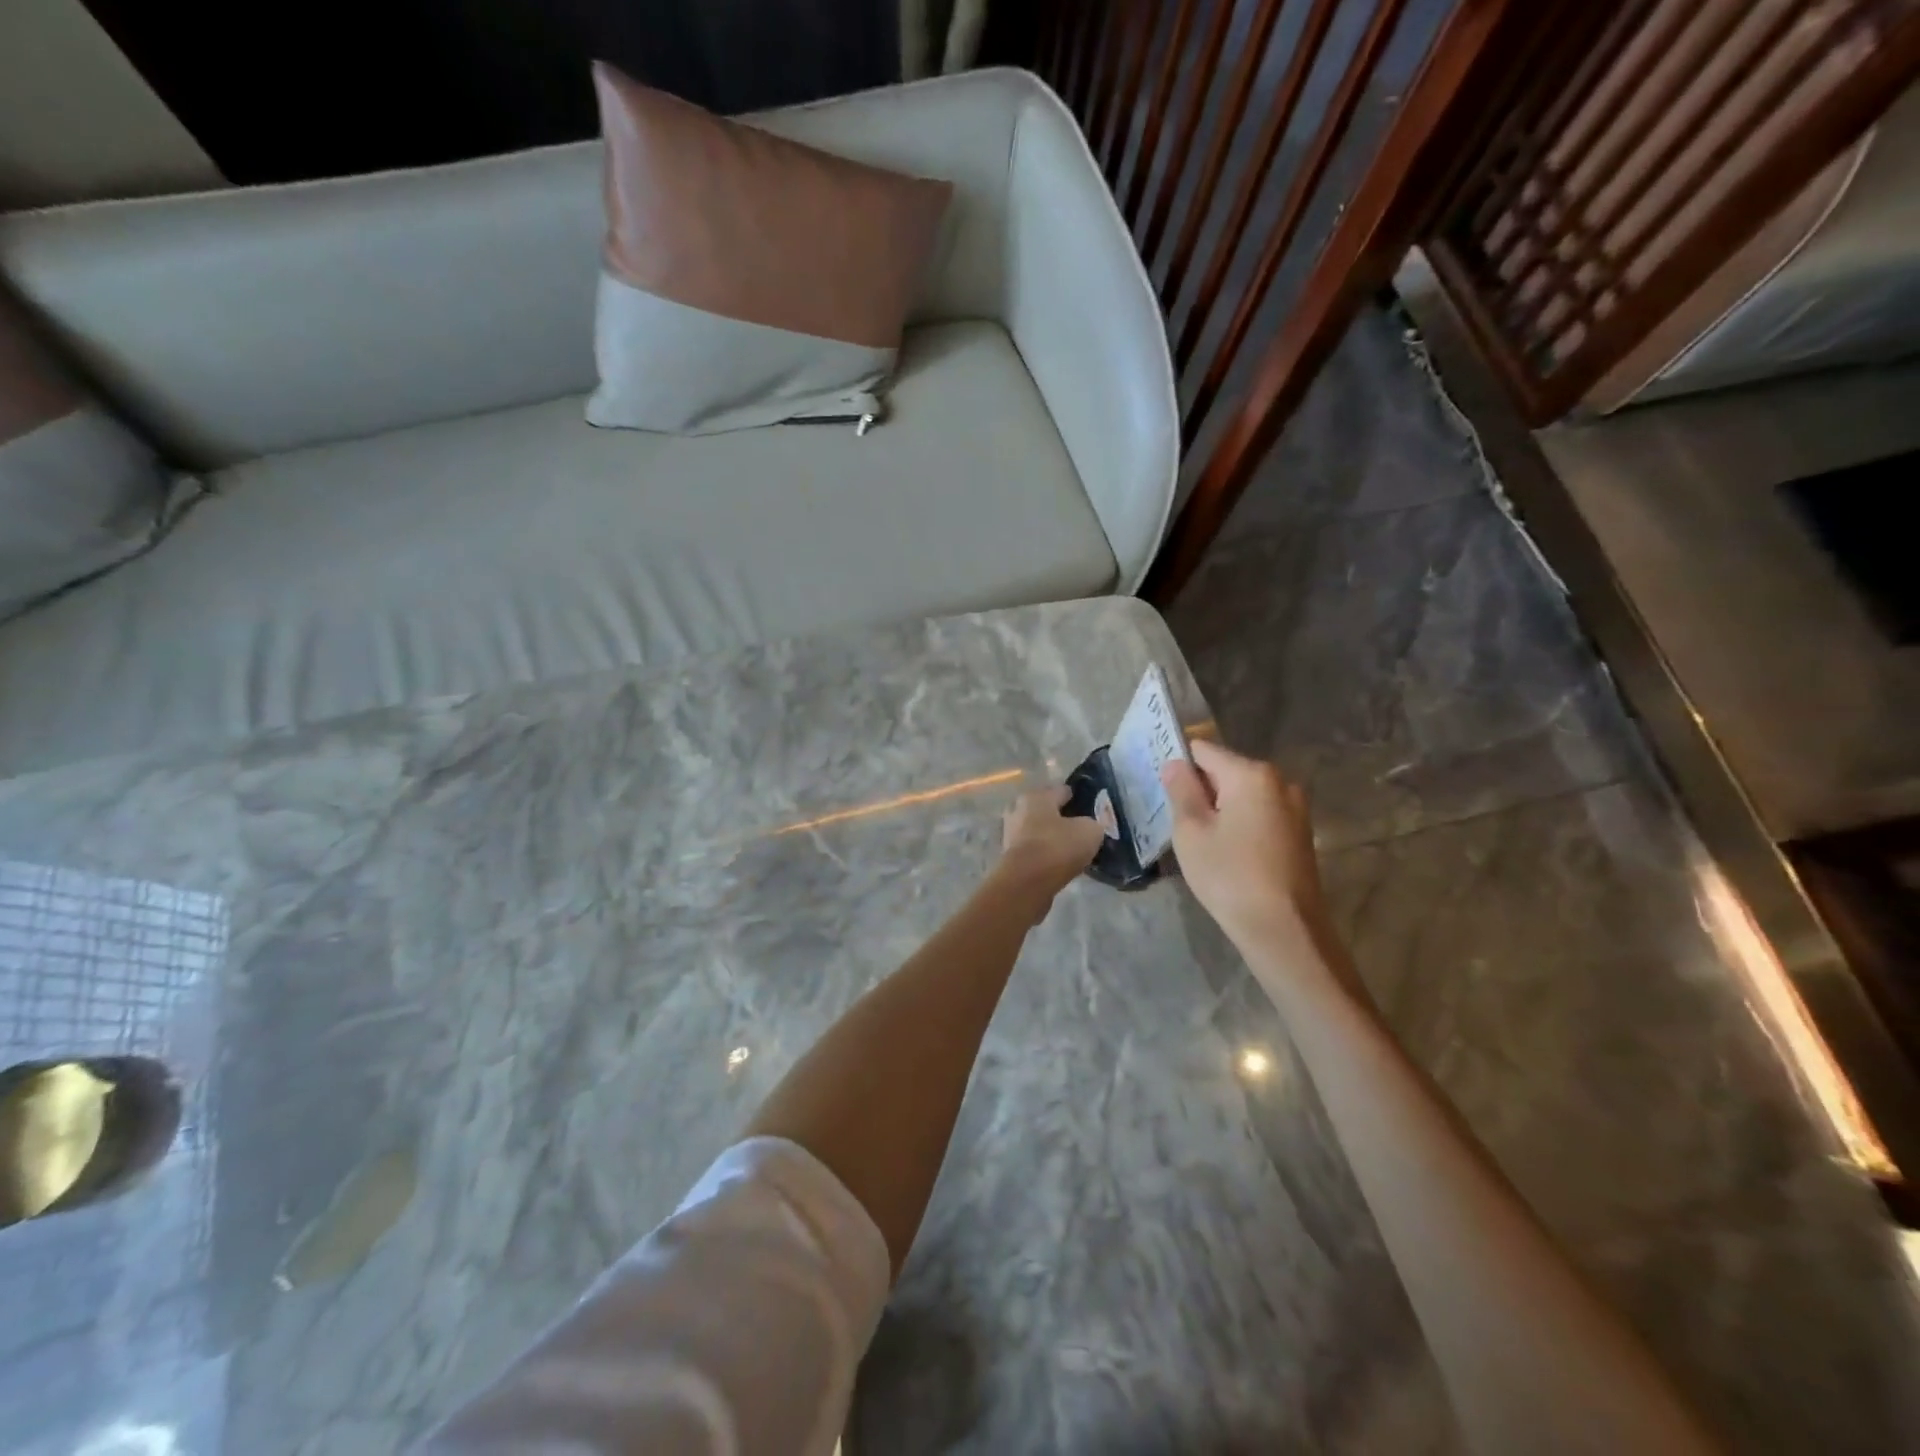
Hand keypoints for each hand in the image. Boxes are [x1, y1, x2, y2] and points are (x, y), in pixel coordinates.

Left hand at [998, 786, 1105, 900]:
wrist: (1026, 883)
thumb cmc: (1057, 847)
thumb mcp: (1089, 831)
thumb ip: (1093, 824)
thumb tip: (1090, 826)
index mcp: (1036, 796)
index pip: (1061, 790)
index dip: (1078, 798)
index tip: (1092, 808)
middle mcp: (1018, 810)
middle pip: (1045, 810)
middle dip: (1061, 818)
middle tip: (1081, 830)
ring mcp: (1010, 835)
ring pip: (1036, 831)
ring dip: (1051, 838)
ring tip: (1071, 849)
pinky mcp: (1009, 858)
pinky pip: (1033, 851)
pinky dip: (1044, 855)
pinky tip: (1058, 864)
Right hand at [1160, 741, 1337, 963]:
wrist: (1285, 930)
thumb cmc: (1229, 875)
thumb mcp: (1192, 831)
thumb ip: (1181, 790)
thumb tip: (1175, 764)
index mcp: (1252, 774)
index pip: (1204, 750)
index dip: (1179, 765)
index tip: (1163, 791)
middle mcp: (1280, 782)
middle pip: (1226, 771)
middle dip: (1201, 789)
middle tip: (1177, 821)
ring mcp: (1295, 809)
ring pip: (1243, 796)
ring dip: (1220, 809)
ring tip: (1200, 841)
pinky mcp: (1300, 834)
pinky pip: (1260, 815)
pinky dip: (1240, 825)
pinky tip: (1227, 854)